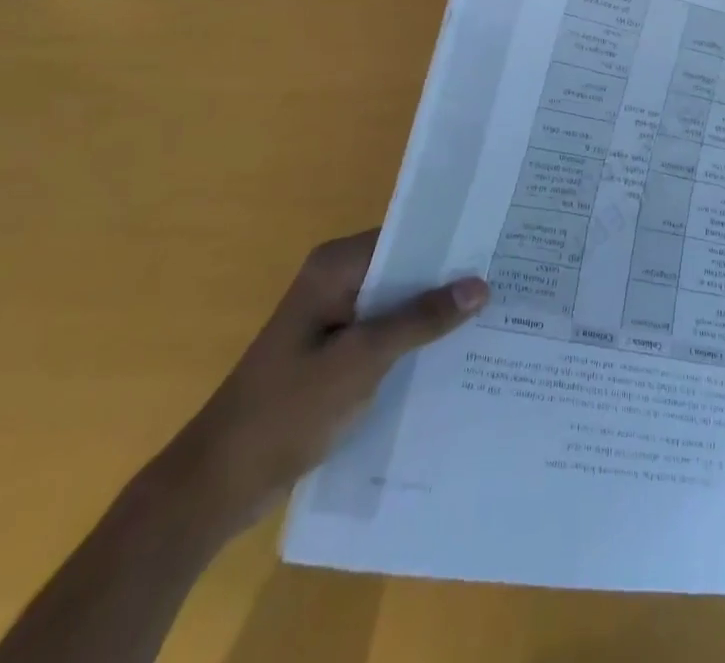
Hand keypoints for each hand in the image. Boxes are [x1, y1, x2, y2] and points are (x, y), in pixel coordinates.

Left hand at [158, 231, 486, 535]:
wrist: (216, 486)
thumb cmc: (285, 411)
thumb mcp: (360, 361)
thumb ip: (420, 320)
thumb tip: (479, 284)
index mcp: (335, 267)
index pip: (406, 238)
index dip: (451, 244)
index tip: (499, 250)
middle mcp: (336, 282)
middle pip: (404, 271)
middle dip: (449, 281)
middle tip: (509, 286)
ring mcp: (334, 319)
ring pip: (398, 306)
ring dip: (435, 315)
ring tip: (496, 318)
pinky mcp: (335, 354)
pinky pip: (386, 335)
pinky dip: (415, 342)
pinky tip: (454, 357)